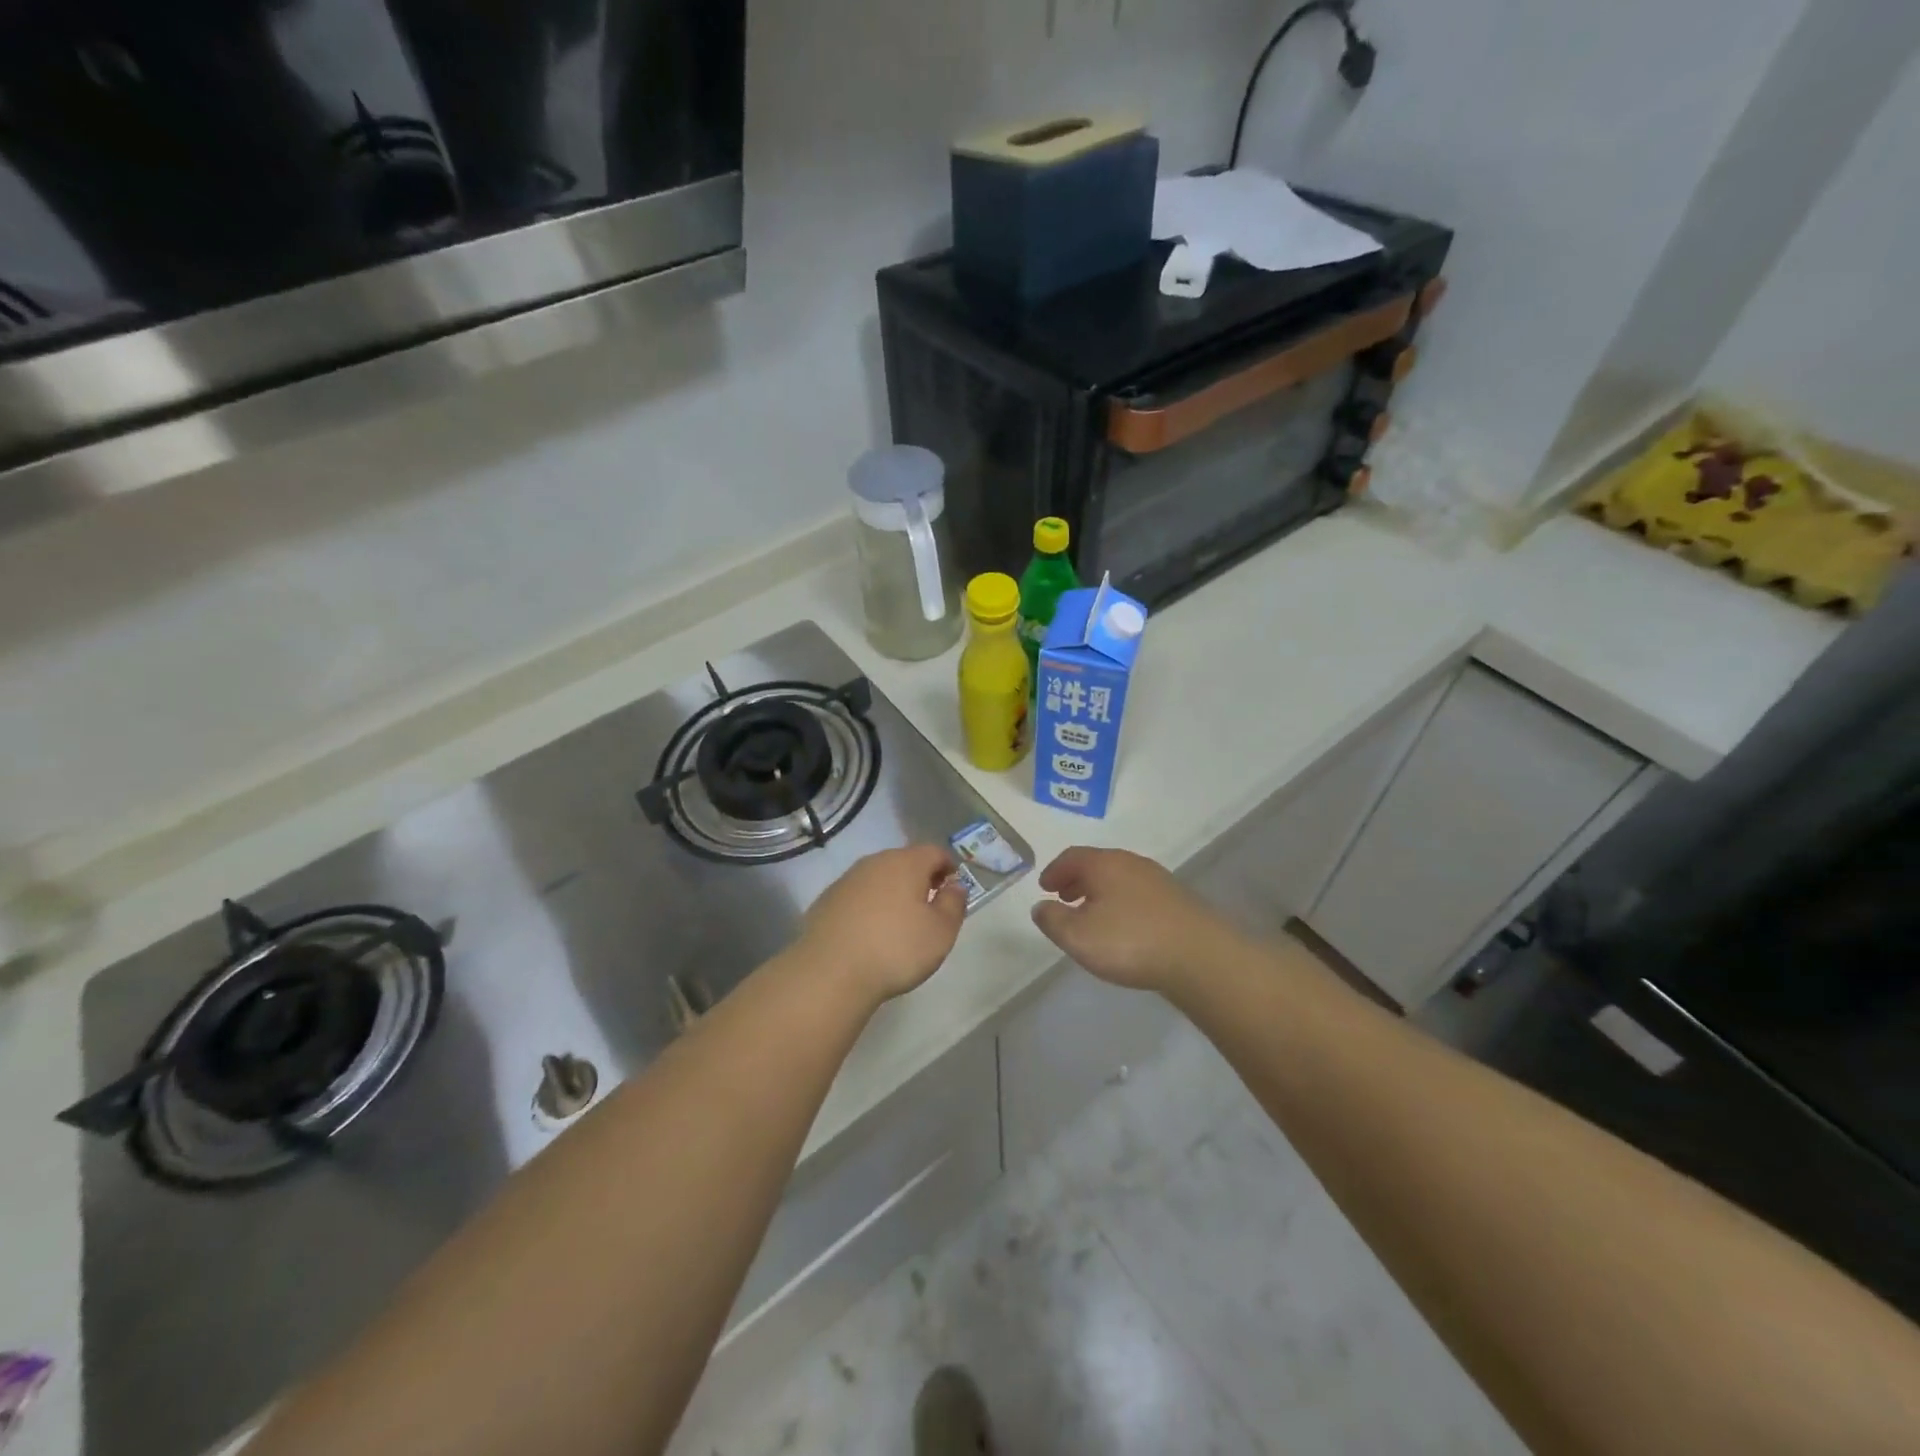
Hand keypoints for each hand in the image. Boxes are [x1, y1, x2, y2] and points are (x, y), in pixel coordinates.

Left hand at [796, 846, 968, 1004]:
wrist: (831, 972)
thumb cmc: (896, 949)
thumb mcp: (941, 932)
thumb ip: (954, 904)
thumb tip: (955, 885)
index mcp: (906, 863)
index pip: (934, 852)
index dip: (948, 867)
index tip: (952, 888)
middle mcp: (875, 862)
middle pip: (905, 861)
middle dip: (920, 878)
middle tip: (928, 906)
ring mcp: (847, 879)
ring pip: (879, 877)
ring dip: (892, 892)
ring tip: (899, 922)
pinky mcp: (826, 900)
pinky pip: (857, 895)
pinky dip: (868, 906)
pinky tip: (869, 933)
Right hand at [1031, 847, 1237, 994]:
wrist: (1200, 956)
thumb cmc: (1130, 942)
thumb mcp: (1078, 936)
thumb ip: (1052, 920)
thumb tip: (1041, 907)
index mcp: (1104, 864)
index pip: (1071, 857)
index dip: (1054, 871)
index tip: (1044, 887)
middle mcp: (1131, 863)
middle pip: (1097, 864)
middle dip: (1077, 879)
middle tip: (1064, 898)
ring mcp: (1158, 880)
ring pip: (1120, 879)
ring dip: (1100, 892)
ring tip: (1092, 915)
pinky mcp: (1177, 900)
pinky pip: (1138, 894)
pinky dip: (1122, 902)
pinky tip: (1124, 927)